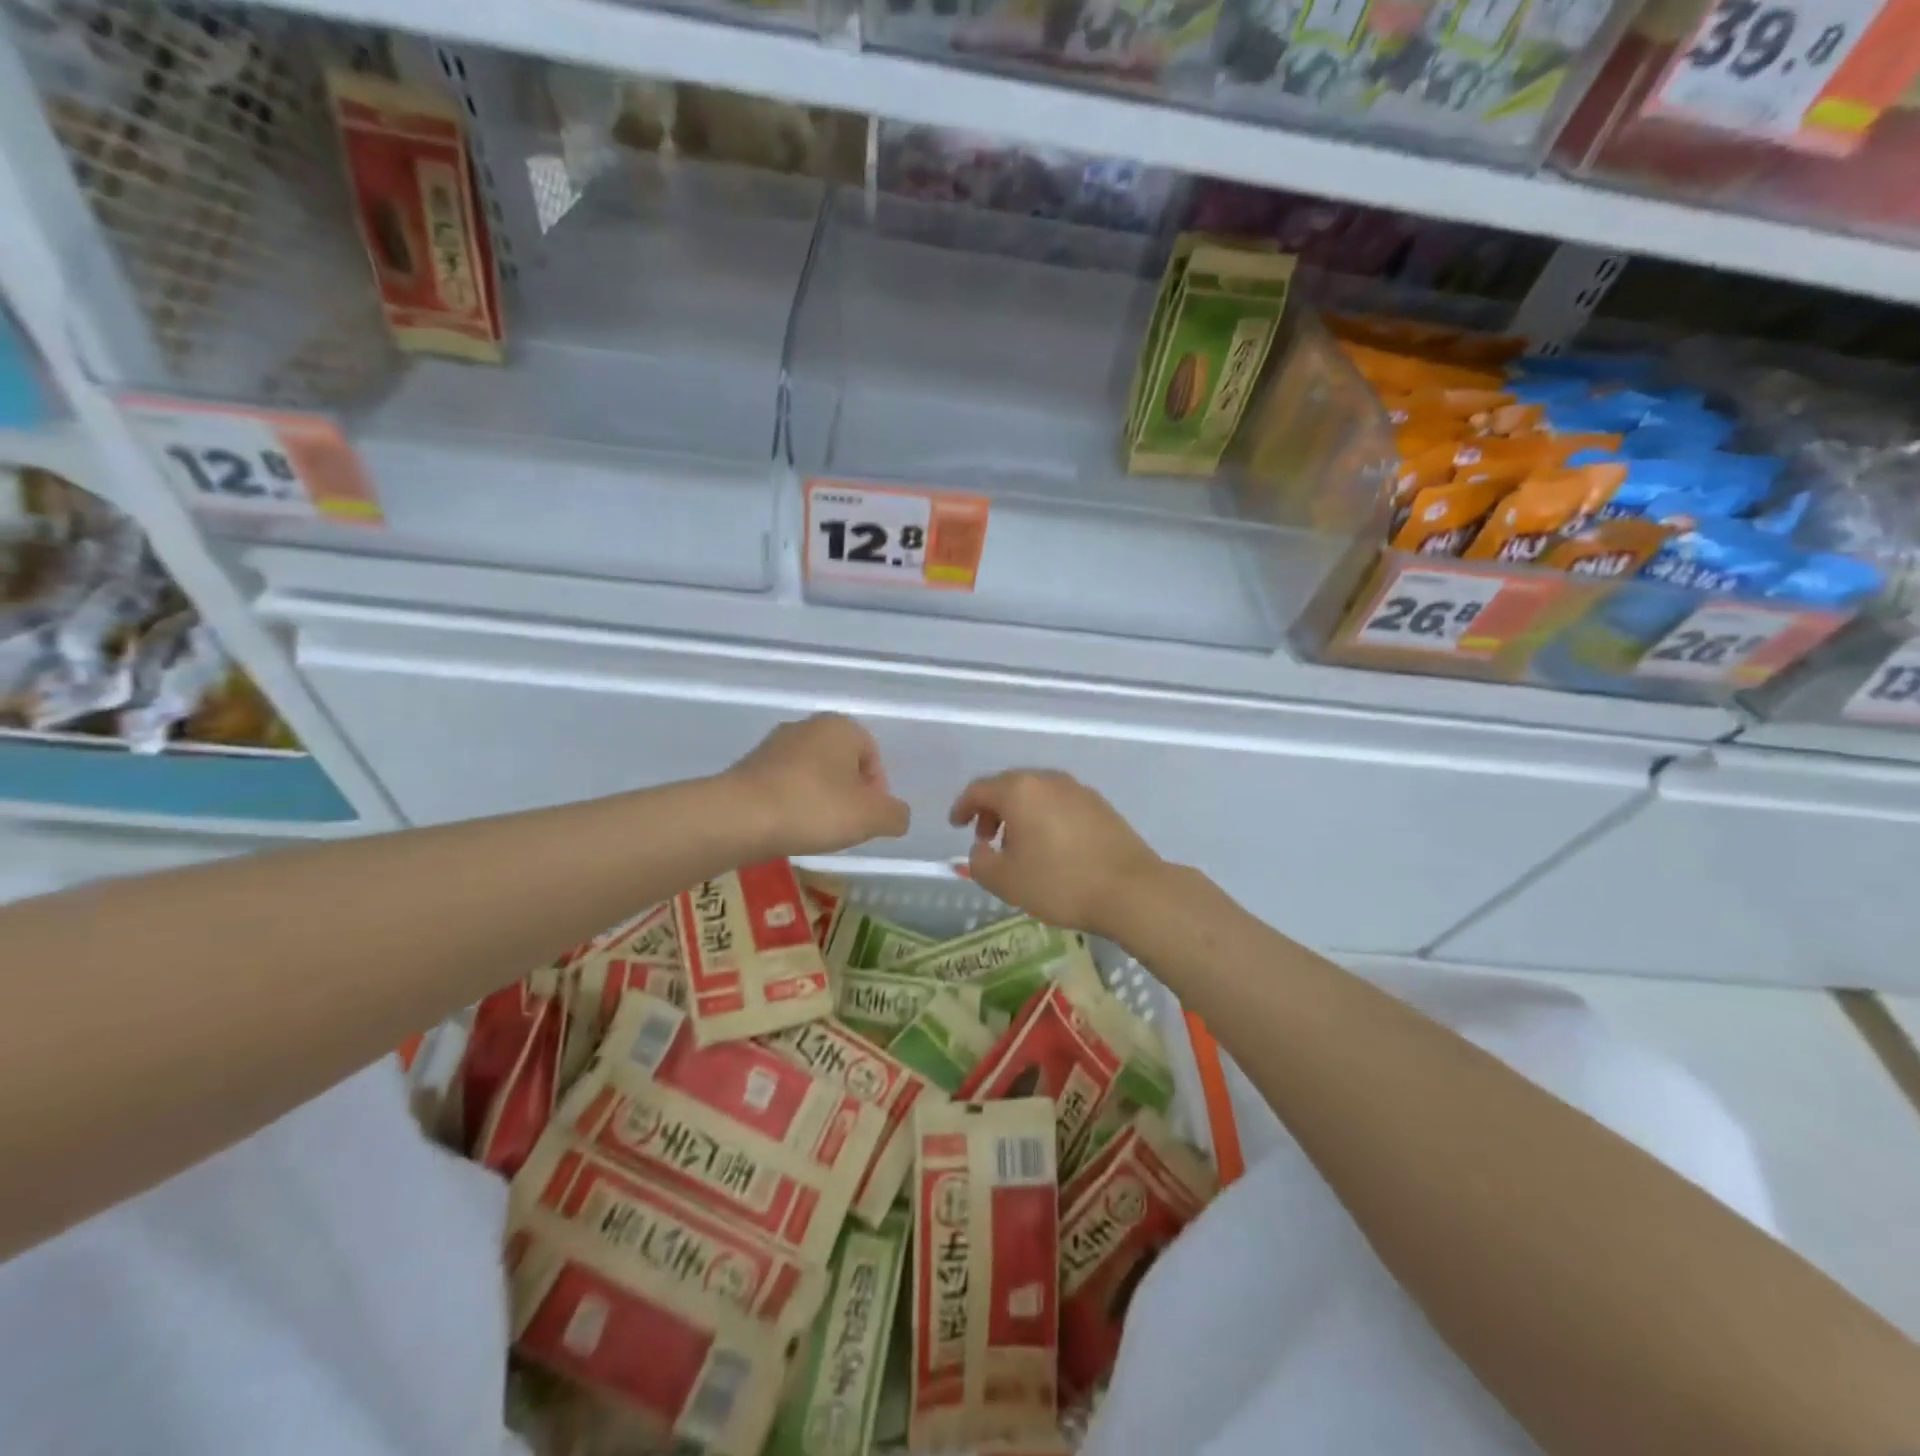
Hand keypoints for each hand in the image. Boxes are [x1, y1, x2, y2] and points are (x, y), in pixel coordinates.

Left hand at [726, 714, 910, 856]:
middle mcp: (807, 726)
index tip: (867, 819)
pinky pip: (783, 785)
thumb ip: (895, 815)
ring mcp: (774, 745)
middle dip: (848, 795)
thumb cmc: (814, 808)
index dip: (877, 791)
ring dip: (819, 800)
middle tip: (845, 827)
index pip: (873, 757)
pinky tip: (788, 828)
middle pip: (842, 764)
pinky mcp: (748, 766)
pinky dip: (791, 804)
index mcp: (841, 727)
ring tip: (814, 831)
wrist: (739, 817)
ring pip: (811, 774)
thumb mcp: (872, 817)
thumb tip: (896, 815)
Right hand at [948, 769, 1162, 938]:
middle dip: (992, 810)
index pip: (980, 789)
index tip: (956, 825)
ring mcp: (1078, 790)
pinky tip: (1050, 848)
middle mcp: (1048, 780)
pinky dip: (1045, 818)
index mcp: (1020, 790)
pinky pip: (1060, 804)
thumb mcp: (1006, 881)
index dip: (962, 806)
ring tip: (1018, 848)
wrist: (1131, 890)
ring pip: (1037, 795)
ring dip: (1020, 815)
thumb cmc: (1060, 882)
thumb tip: (981, 849)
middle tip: (986, 838)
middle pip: (1009, 787)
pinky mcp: (1100, 806)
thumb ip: (980, 861)